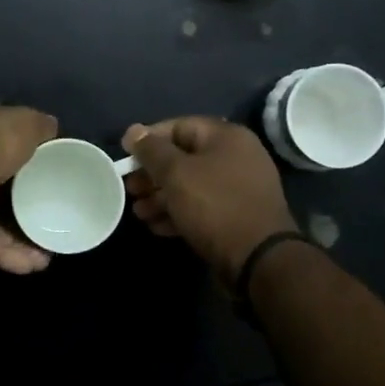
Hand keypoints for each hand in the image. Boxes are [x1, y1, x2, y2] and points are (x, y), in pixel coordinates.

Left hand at [0, 105, 58, 274]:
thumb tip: (52, 128)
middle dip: (30, 212)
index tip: (57, 183)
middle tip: (56, 225)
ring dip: (25, 243)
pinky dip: (11, 257)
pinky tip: (36, 264)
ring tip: (50, 254)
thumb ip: (39, 127)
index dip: (34, 169)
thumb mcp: (24, 123)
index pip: (10, 156)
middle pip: (5, 197)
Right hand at [121, 117, 297, 285]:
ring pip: (191, 185)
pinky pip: (201, 207)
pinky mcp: (236, 216)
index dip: (149, 139)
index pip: (179, 126)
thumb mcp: (176, 173)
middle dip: (152, 174)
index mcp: (226, 137)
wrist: (258, 259)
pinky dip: (178, 213)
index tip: (126, 157)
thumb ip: (152, 150)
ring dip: (161, 197)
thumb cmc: (215, 205)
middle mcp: (236, 157)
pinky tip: (156, 226)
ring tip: (138, 213)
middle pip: (184, 158)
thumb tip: (133, 131)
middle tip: (130, 189)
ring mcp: (238, 189)